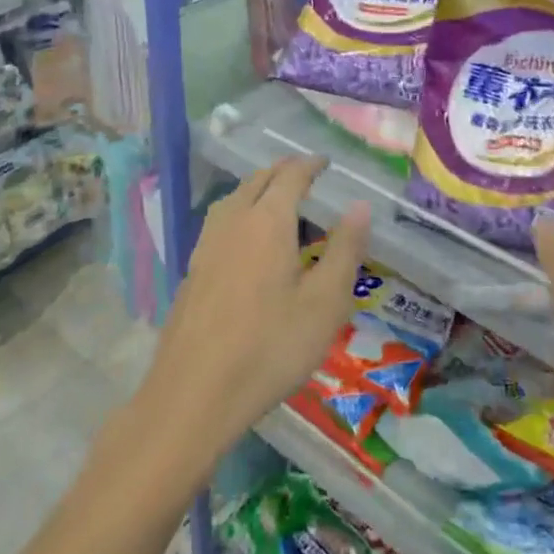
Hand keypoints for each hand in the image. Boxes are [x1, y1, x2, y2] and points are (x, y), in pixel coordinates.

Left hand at [135, 156, 369, 464]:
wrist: (195, 392)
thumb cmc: (271, 346)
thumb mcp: (325, 303)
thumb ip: (345, 250)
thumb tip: (361, 206)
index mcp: (268, 221)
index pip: (290, 176)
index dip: (310, 165)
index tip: (326, 162)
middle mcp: (233, 221)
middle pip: (257, 181)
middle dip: (283, 171)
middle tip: (306, 174)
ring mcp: (206, 245)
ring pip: (234, 199)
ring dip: (258, 189)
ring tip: (277, 200)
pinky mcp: (192, 270)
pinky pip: (220, 222)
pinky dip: (240, 213)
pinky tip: (247, 240)